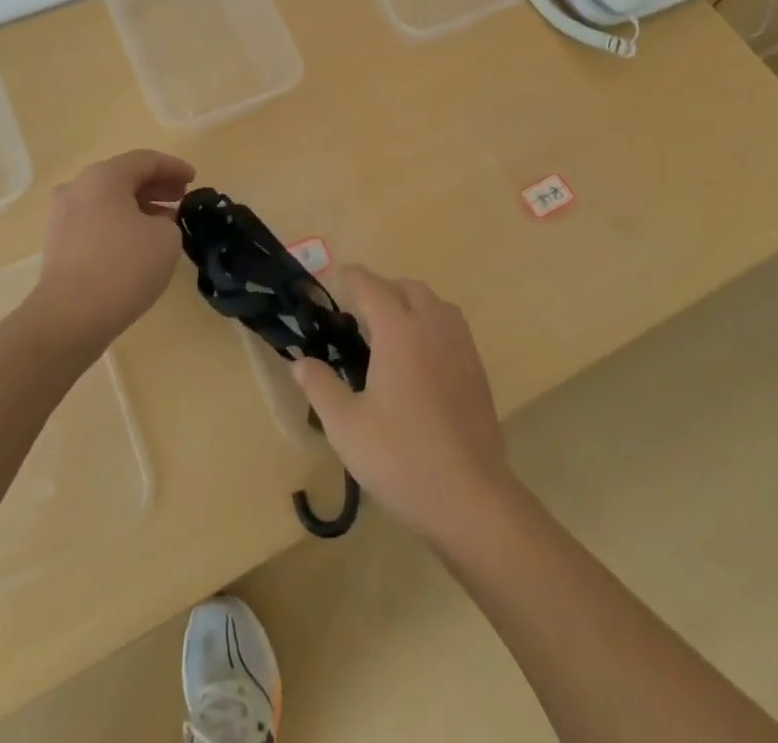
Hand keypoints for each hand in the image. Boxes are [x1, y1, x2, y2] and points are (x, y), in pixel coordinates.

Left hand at [28, 149, 195, 354]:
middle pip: (123, 177)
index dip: (174, 167)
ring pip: (108, 200)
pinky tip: (139, 242)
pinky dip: (120, 222)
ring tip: (166, 221)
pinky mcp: (58, 242)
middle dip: (156, 185)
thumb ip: (168, 221)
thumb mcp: (166, 239)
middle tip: (182, 197)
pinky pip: (96, 220)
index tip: (195, 178)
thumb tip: (155, 224)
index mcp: (103, 176)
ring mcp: (62, 215)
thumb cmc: (123, 267)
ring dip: (139, 205)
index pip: (145, 160)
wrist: (70, 317)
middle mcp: (78, 187)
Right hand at [292, 267, 516, 547]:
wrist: (470, 499)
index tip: (333, 282)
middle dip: (381, 290)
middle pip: (407, 288)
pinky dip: (431, 326)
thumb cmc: (401, 458)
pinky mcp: (478, 371)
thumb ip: (320, 387)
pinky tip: (418, 361)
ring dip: (410, 304)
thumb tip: (300, 362)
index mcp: (399, 330)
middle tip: (357, 315)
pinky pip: (451, 328)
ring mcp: (461, 347)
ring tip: (389, 333)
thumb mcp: (346, 426)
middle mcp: (432, 327)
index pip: (371, 286)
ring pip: (434, 305)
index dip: (350, 279)